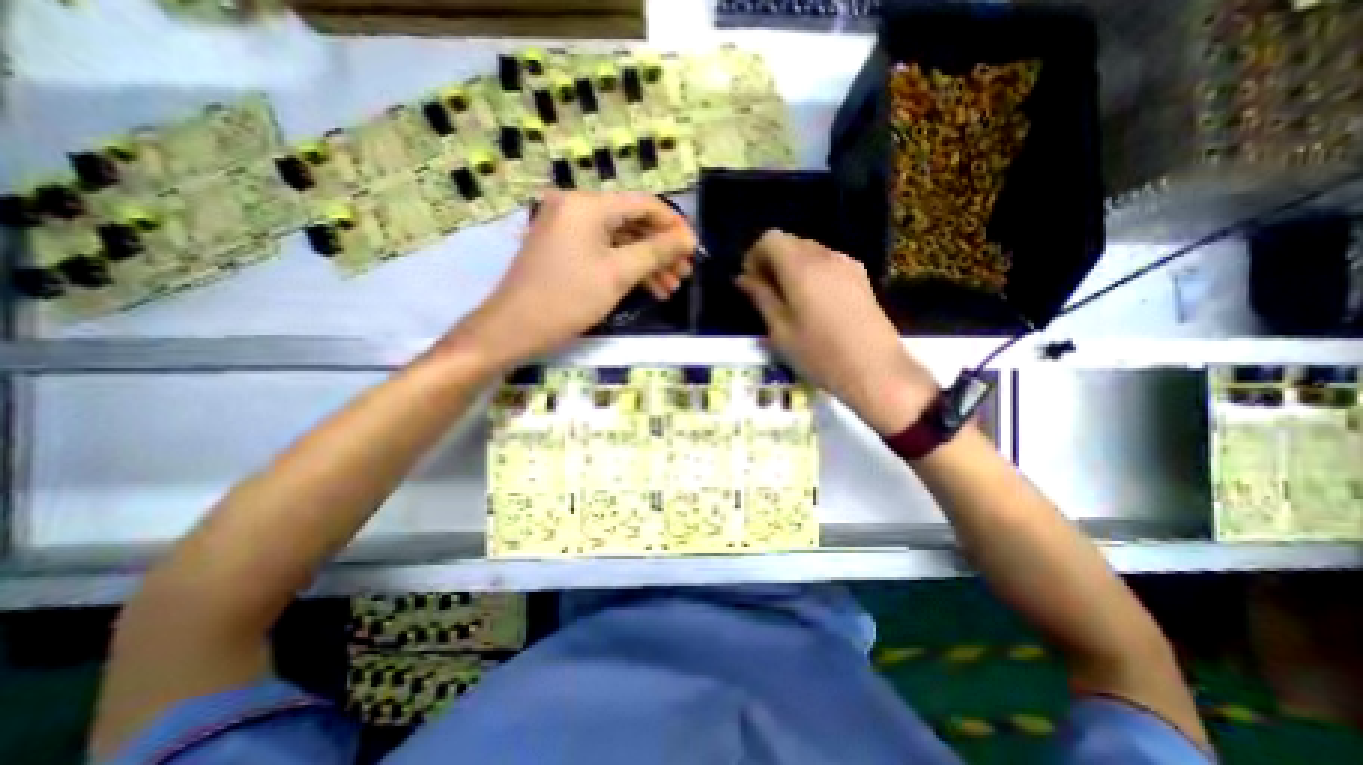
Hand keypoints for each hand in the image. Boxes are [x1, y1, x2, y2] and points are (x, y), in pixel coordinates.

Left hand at [447, 191, 696, 371]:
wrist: (514, 328)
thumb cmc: (568, 299)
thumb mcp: (618, 274)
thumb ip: (656, 252)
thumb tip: (689, 239)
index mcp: (588, 205)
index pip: (643, 205)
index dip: (674, 226)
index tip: (694, 249)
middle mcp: (576, 207)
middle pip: (632, 223)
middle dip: (661, 250)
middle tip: (685, 274)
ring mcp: (568, 228)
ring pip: (619, 241)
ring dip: (646, 263)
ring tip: (671, 288)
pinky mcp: (564, 248)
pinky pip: (603, 251)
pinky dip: (625, 268)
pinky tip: (648, 287)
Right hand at [736, 229, 938, 436]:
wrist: (875, 370)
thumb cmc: (819, 353)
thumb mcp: (780, 329)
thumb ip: (761, 297)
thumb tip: (743, 278)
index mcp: (801, 266)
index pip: (770, 239)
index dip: (754, 256)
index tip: (751, 283)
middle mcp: (825, 256)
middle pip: (791, 243)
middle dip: (772, 262)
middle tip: (765, 294)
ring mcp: (847, 265)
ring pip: (810, 253)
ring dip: (792, 269)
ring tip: (788, 302)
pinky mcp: (861, 278)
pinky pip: (828, 264)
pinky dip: (812, 274)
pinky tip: (813, 304)